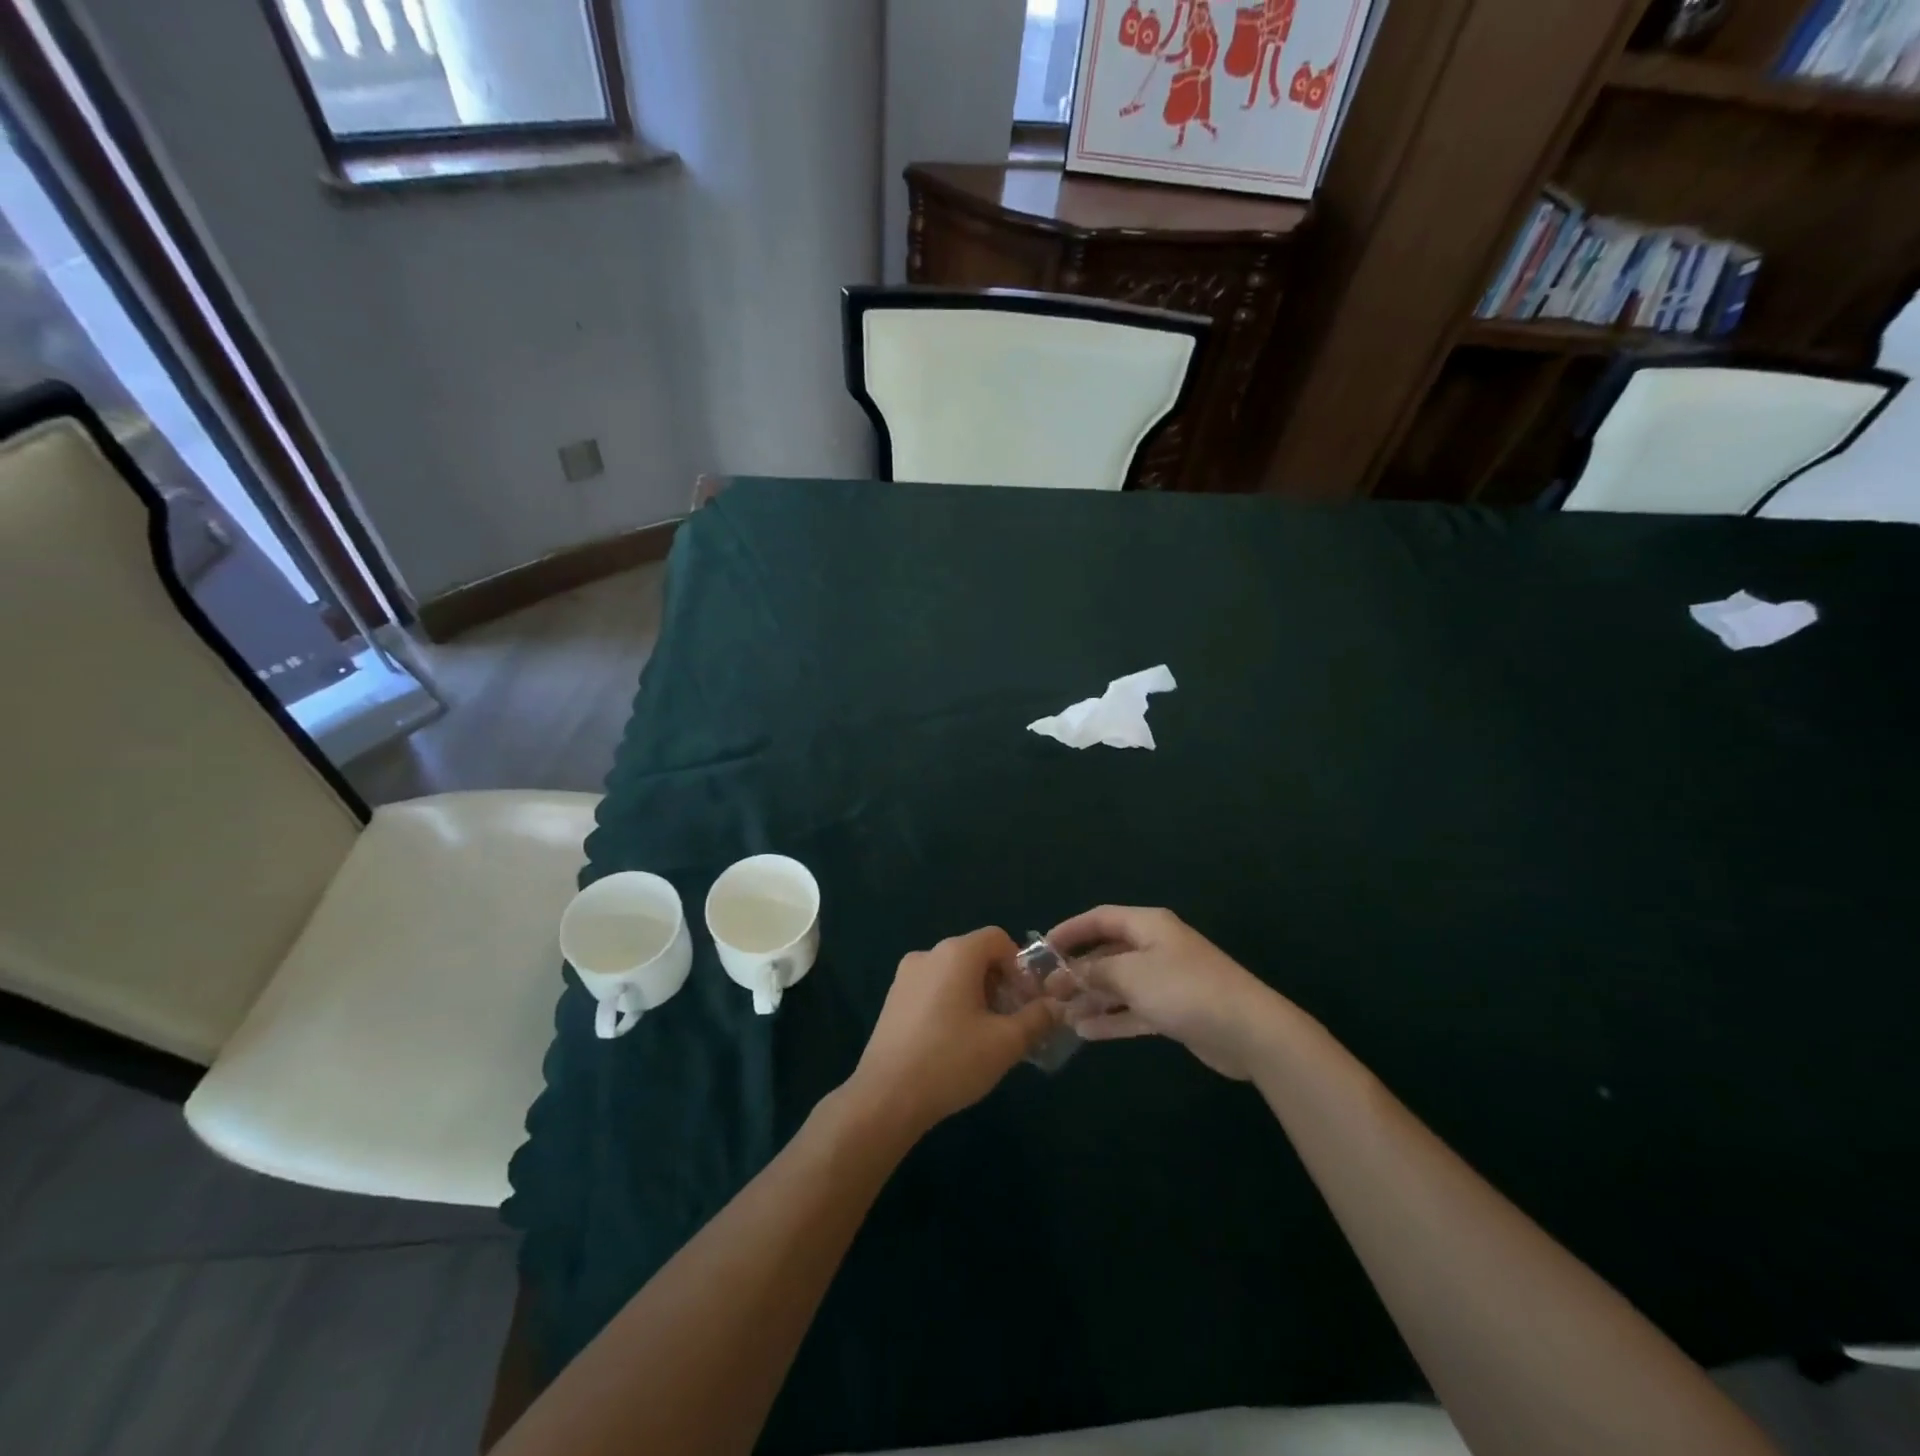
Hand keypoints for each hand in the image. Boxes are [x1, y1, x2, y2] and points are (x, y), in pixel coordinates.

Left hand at [846, 927, 1060, 1136]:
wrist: (886, 1096)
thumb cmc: (951, 1061)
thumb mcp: (1006, 1043)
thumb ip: (1037, 1019)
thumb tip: (1055, 1006)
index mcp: (956, 953)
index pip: (998, 938)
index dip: (1019, 965)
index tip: (1027, 1001)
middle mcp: (929, 954)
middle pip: (975, 954)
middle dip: (1000, 982)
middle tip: (1011, 1021)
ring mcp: (905, 976)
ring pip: (953, 973)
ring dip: (976, 994)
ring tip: (985, 1035)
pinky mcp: (893, 999)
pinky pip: (933, 988)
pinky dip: (951, 1003)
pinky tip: (954, 1042)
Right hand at [1047, 906, 1286, 1079]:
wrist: (1248, 1031)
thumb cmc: (1184, 989)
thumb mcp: (1131, 974)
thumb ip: (1094, 972)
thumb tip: (1066, 973)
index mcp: (1148, 925)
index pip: (1100, 918)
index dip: (1070, 930)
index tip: (1042, 948)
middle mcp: (1155, 947)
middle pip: (1108, 952)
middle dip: (1077, 970)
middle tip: (1046, 990)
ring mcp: (1166, 980)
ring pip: (1119, 985)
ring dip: (1091, 998)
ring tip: (1059, 1014)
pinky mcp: (1174, 1011)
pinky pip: (1134, 1009)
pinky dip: (1111, 1018)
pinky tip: (1085, 1032)